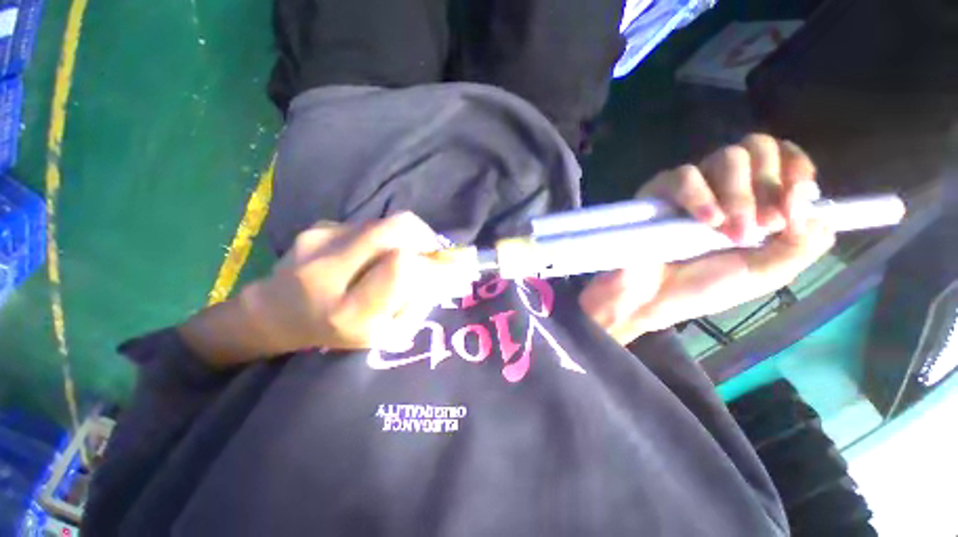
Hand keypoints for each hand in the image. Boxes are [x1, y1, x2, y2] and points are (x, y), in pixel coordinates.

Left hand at [180, 213, 464, 366]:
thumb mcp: (384, 333)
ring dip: (402, 238)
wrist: (273, 313)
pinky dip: (379, 237)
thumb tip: (445, 271)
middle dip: (424, 235)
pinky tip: (366, 254)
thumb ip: (417, 302)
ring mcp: (318, 241)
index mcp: (348, 312)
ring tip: (394, 256)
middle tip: (430, 249)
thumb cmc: (337, 332)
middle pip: (395, 229)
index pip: (402, 267)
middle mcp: (328, 271)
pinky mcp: (316, 226)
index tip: (450, 265)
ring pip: (384, 224)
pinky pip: (366, 225)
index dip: (432, 262)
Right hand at [579, 134, 836, 344]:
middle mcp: (723, 188)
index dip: (796, 169)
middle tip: (762, 226)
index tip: (795, 202)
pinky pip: (684, 176)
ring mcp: (690, 189)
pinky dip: (701, 195)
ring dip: (738, 194)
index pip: (783, 158)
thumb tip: (810, 199)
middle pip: (757, 147)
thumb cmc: (704, 289)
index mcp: (753, 203)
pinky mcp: (657, 194)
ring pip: (726, 158)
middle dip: (769, 185)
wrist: (651, 300)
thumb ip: (804, 242)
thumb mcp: (767, 273)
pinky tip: (705, 222)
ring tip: (727, 232)